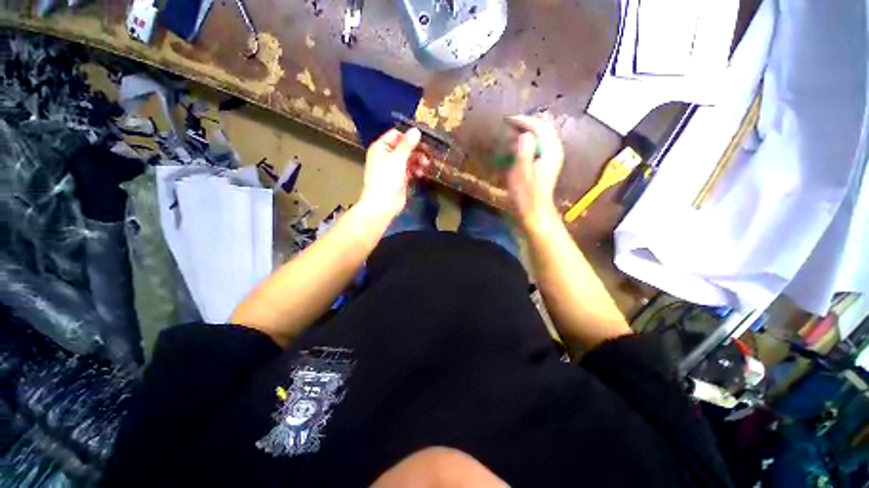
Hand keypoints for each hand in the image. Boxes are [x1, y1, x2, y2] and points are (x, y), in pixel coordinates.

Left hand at [359, 128, 428, 219]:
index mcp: (381, 147)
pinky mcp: (400, 179)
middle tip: (427, 153)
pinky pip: (410, 170)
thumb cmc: (387, 179)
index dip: (408, 136)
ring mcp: (393, 168)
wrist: (383, 204)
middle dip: (416, 150)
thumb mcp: (397, 158)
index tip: (423, 139)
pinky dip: (416, 170)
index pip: (396, 135)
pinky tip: (421, 173)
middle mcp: (386, 156)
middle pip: (404, 148)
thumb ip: (407, 144)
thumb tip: (416, 130)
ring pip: (408, 159)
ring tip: (425, 165)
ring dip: (418, 160)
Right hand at [504, 115, 563, 229]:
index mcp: (550, 150)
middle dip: (525, 124)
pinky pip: (539, 145)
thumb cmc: (526, 194)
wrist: (535, 211)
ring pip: (541, 136)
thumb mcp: (521, 172)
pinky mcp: (547, 164)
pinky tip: (519, 146)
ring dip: (527, 132)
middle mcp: (555, 150)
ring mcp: (552, 157)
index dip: (523, 121)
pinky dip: (529, 142)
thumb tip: (524, 134)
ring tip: (511, 132)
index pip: (539, 127)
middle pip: (542, 129)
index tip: (507, 120)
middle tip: (508, 124)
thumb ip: (524, 151)